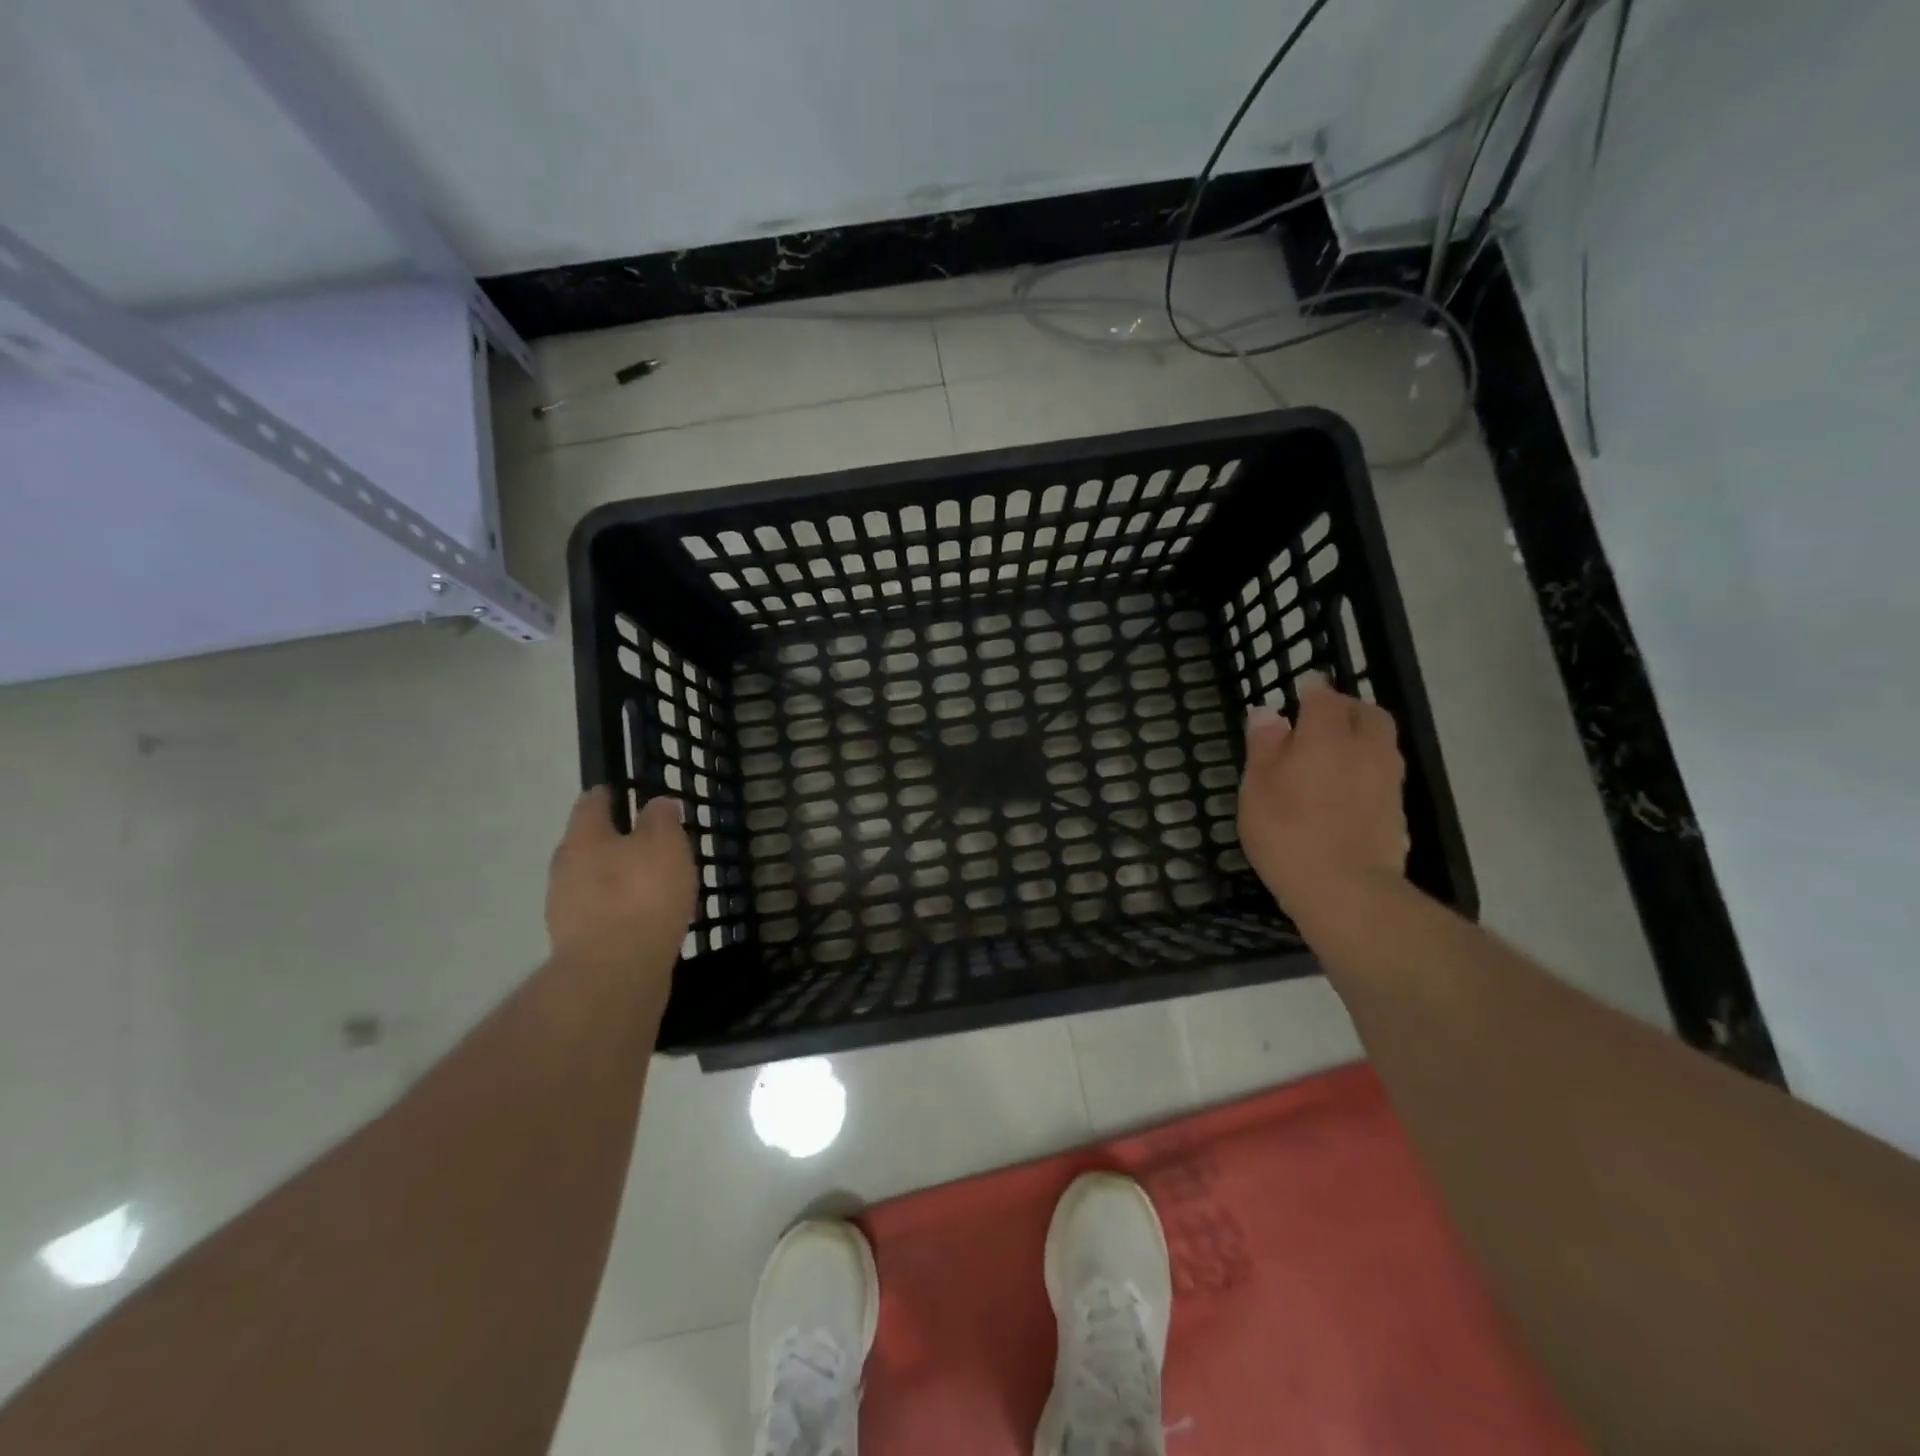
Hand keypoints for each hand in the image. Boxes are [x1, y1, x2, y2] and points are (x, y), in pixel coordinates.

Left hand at [546, 787, 696, 988]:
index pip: (592, 802)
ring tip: (654, 884)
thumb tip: (656, 803)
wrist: (615, 974)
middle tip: (651, 843)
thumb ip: (661, 819)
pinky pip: (600, 913)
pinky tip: (645, 918)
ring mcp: (565, 908)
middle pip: (589, 843)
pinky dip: (619, 910)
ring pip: (593, 881)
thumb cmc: (642, 895)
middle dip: (616, 840)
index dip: (612, 794)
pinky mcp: (576, 943)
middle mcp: (565, 868)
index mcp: (583, 837)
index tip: (632, 794)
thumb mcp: (665, 845)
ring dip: (617, 879)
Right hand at [1238, 681, 1409, 923]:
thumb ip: (1264, 745)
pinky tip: (1346, 791)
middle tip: (1322, 718)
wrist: (1346, 890)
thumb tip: (1268, 712)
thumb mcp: (1258, 786)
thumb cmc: (1288, 831)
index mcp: (1328, 735)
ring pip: (1380, 744)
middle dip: (1347, 709)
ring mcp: (1387, 782)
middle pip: (1366, 714)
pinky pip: (1383, 776)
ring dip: (1360, 739)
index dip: (1311, 690)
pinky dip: (1366, 771)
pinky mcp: (1397, 813)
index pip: (1324, 697)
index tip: (1301, 690)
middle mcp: (1366, 749)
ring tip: (1333, 754)